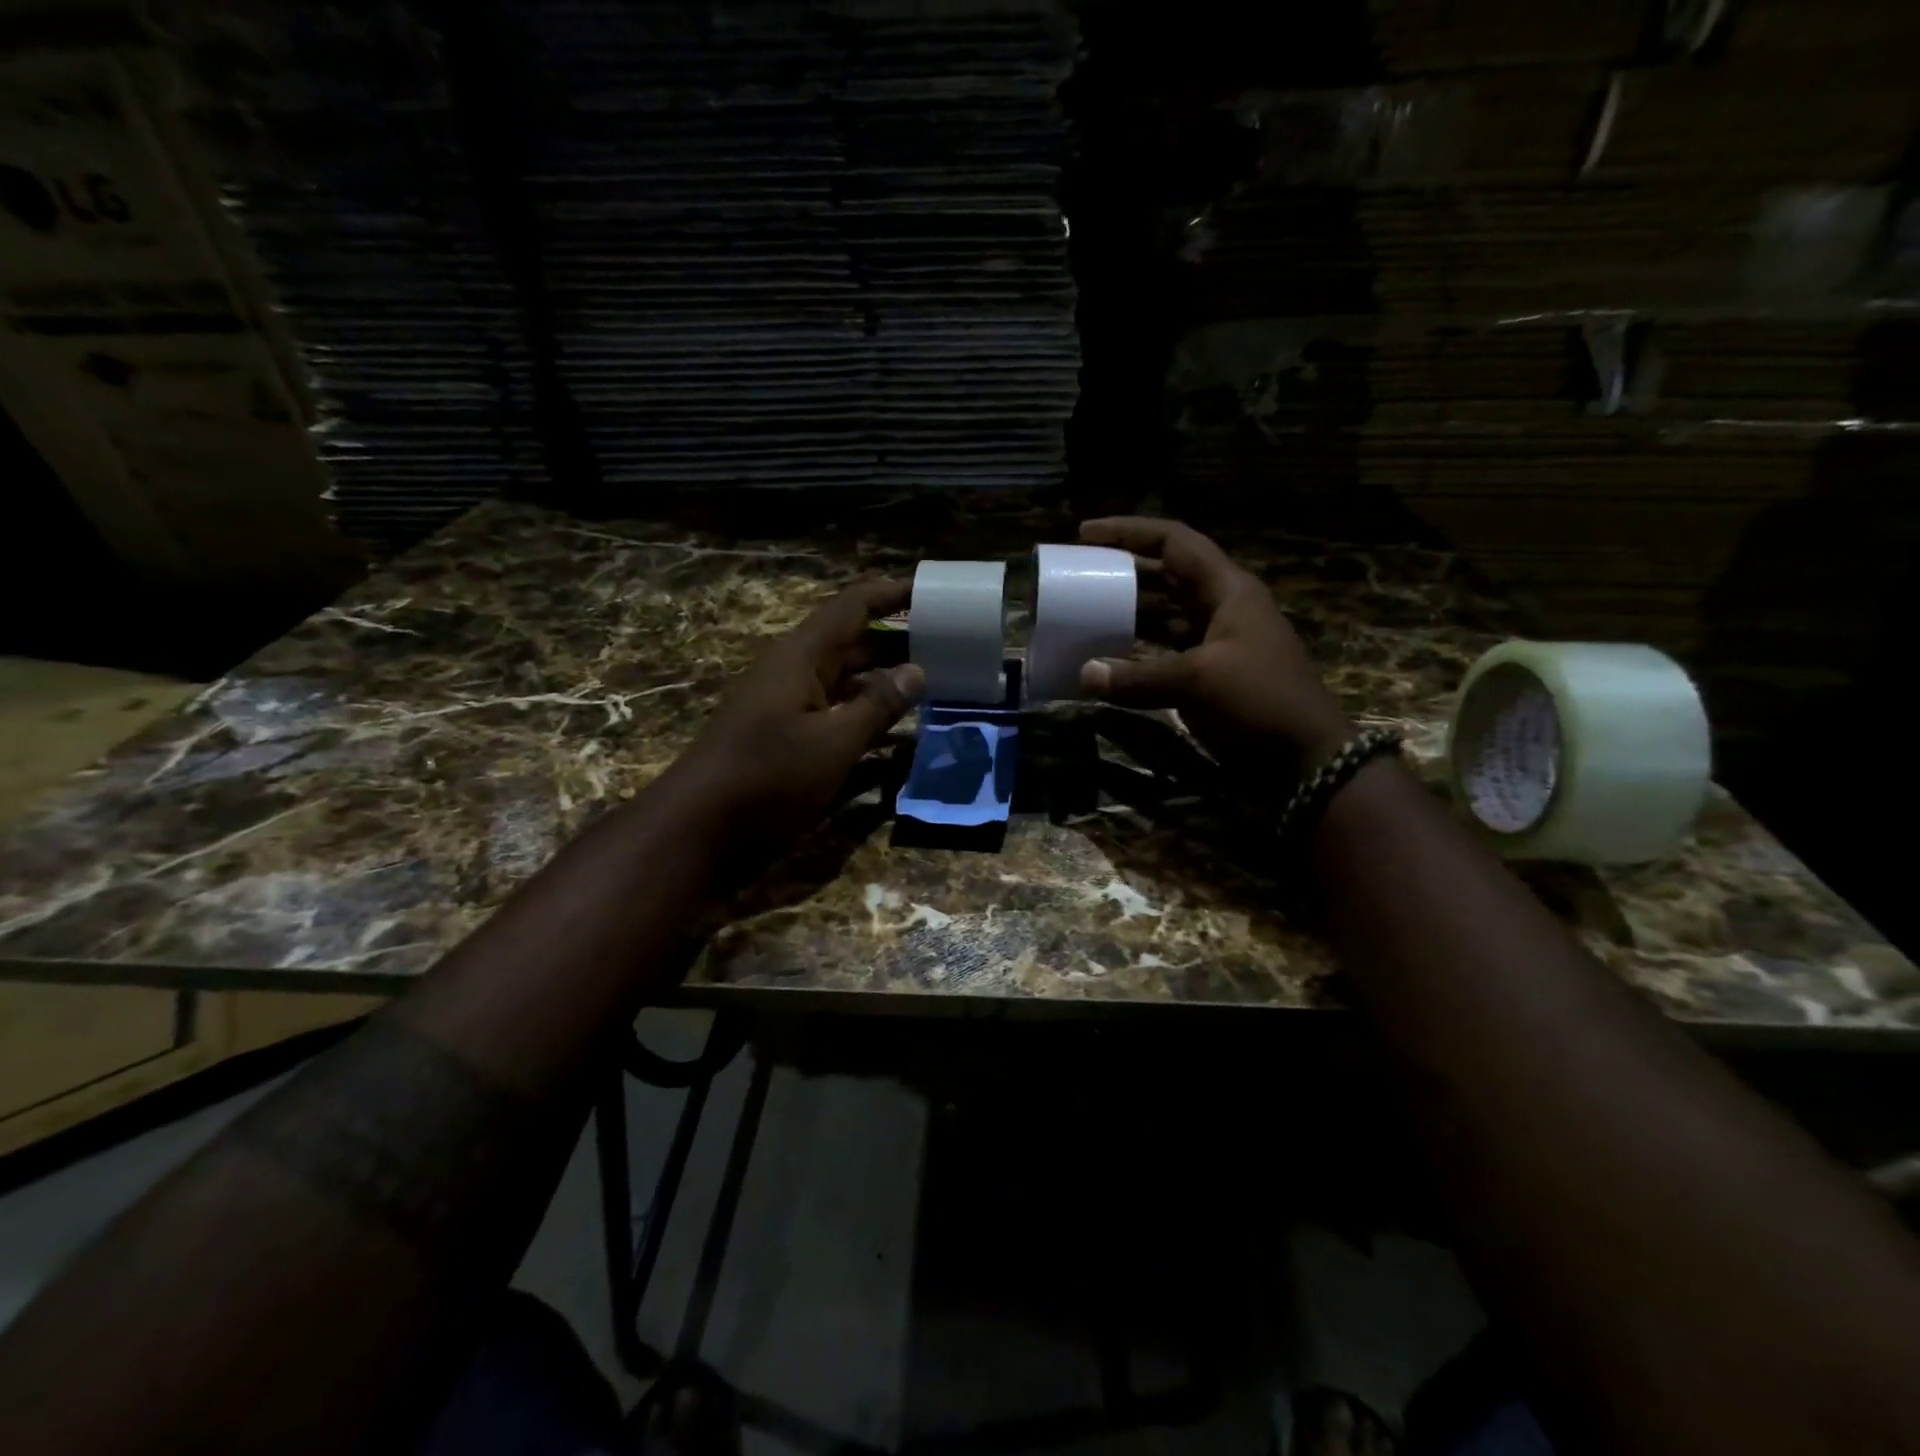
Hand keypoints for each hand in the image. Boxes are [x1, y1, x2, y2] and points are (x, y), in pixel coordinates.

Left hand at [671, 578, 923, 850]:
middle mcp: (795, 671)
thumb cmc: (769, 774)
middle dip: (897, 642)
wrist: (700, 826)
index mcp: (802, 656)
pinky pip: (836, 712)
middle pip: (853, 643)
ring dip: (885, 681)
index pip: (853, 607)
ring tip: (933, 685)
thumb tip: (917, 671)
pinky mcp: (787, 735)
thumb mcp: (834, 741)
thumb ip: (878, 705)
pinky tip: (897, 733)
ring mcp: (789, 704)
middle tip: (947, 646)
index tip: (931, 591)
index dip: (891, 594)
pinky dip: (866, 715)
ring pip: (846, 680)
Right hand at [1077, 517, 1352, 770]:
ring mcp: (1215, 643)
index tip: (1085, 534)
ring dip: (1126, 614)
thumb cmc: (1260, 700)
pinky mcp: (1208, 676)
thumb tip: (1084, 675)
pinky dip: (1135, 655)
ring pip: (1162, 616)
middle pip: (1165, 576)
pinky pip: (1163, 653)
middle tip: (1079, 575)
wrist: (1305, 758)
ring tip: (1085, 614)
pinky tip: (1107, 661)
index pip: (1174, 541)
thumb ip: (1138, 676)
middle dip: (1122, 572)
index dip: (1130, 531)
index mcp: (1227, 589)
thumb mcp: (1198, 680)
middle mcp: (1220, 608)